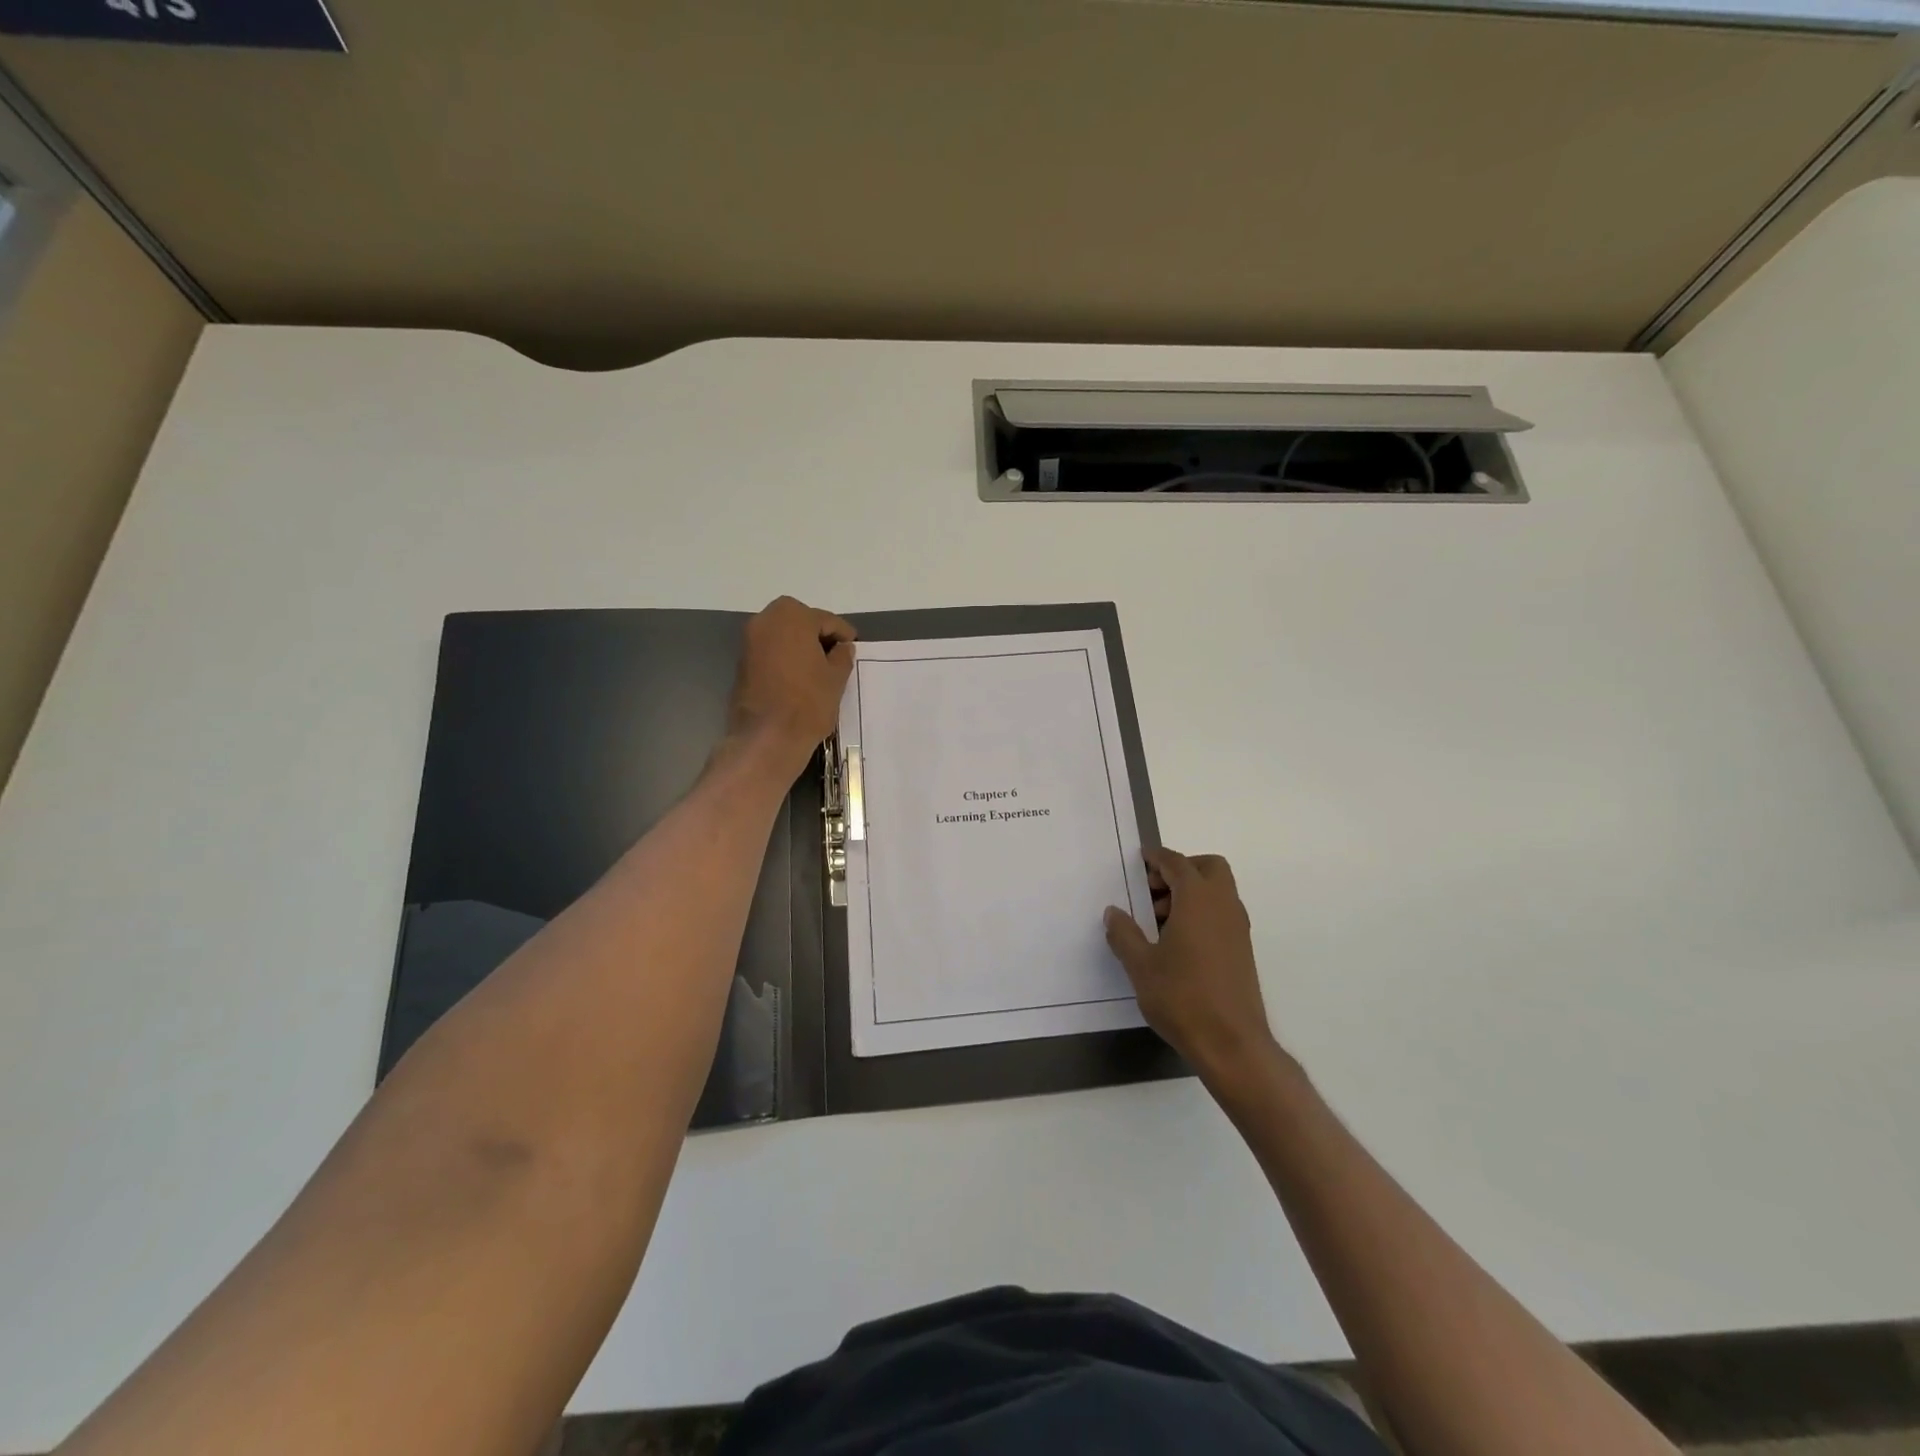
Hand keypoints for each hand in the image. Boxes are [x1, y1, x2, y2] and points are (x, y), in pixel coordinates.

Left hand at [724, 597, 855, 781]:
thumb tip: (843, 647)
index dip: (843, 635)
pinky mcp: (742, 662)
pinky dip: (786, 658)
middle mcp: (766, 620)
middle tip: (836, 657)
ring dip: (801, 647)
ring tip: (819, 669)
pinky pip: (771, 651)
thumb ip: (842, 656)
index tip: (853, 648)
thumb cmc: (808, 702)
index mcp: (792, 616)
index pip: (826, 620)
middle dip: (819, 636)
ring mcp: (749, 641)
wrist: (767, 737)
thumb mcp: (836, 678)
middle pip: (800, 622)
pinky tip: (800, 677)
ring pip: (783, 636)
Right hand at [1104, 849, 1285, 1091]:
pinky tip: (1178, 942)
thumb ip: (1124, 934)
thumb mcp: (1141, 966)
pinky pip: (1222, 912)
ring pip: (1217, 891)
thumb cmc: (1182, 998)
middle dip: (1181, 870)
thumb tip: (1113, 912)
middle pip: (1208, 868)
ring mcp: (1238, 928)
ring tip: (1159, 920)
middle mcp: (1223, 905)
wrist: (1232, 1044)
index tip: (1140, 859)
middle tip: (1153, 890)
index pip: (1178, 863)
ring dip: (1190, 892)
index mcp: (1198, 900)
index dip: (1157, 858)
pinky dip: (1202, 912)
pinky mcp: (1243, 949)